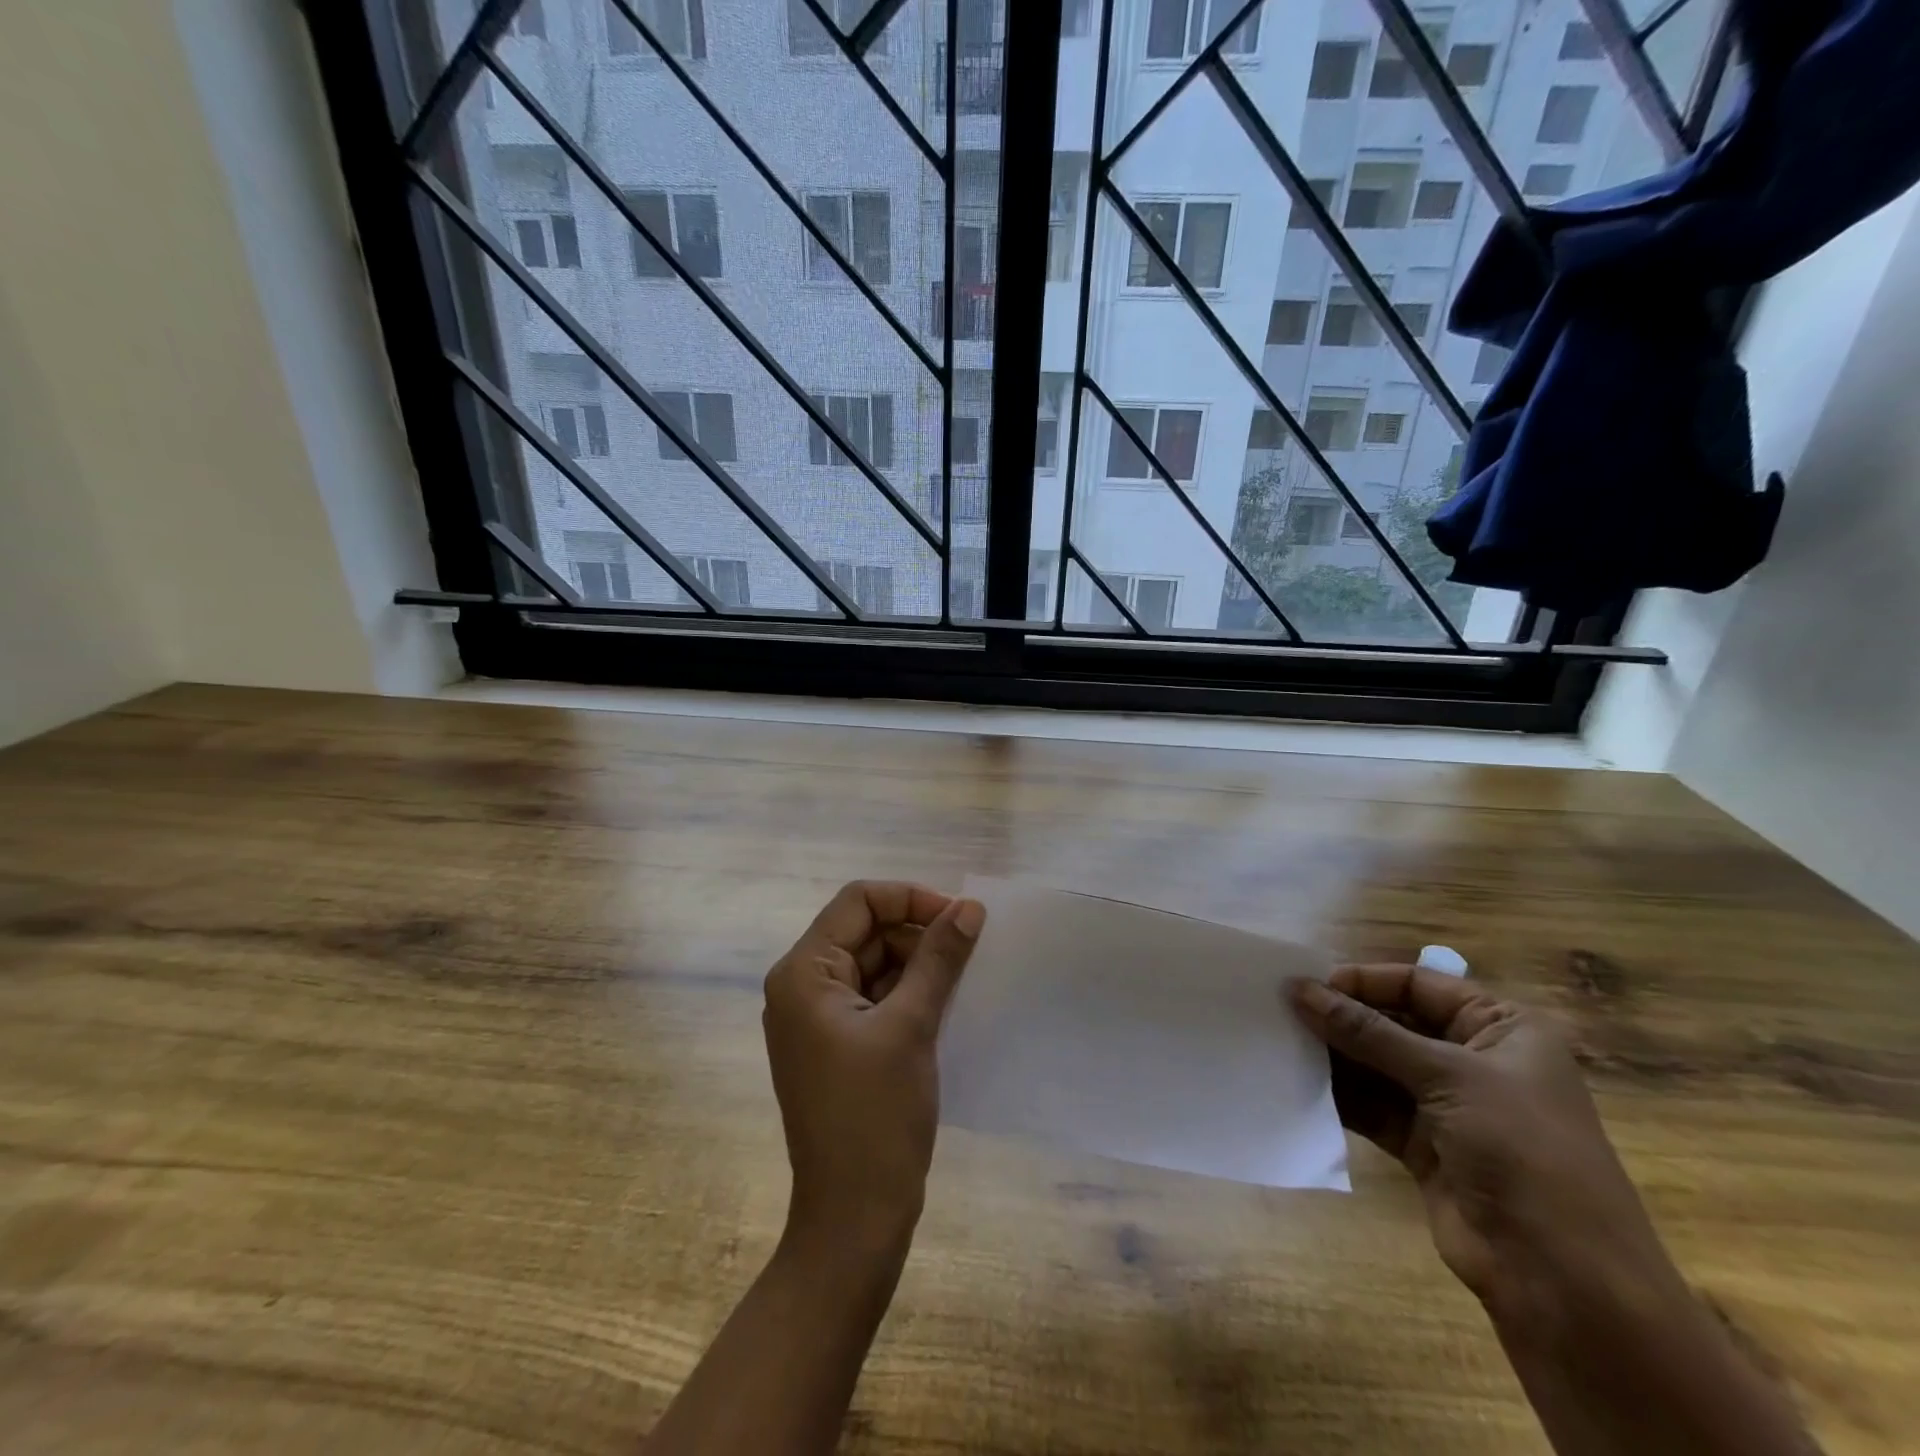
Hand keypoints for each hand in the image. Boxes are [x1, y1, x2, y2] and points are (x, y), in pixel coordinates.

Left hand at [762, 882, 984, 1257]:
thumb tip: (971, 906)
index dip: (910, 898)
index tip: (960, 917)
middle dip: (918, 934)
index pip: (858, 902)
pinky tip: (947, 1005)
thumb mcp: (912, 1026)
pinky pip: (875, 998)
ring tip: (965, 979)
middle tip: (971, 953)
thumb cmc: (875, 1116)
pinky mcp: (837, 1045)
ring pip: (875, 964)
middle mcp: (802, 987)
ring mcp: (817, 1019)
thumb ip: (940, 958)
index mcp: (803, 973)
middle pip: (866, 931)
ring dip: (919, 964)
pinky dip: (909, 994)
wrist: (854, 1221)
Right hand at [1289, 966, 1679, 1320]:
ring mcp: (1447, 1105)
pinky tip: (1300, 1083)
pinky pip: (1372, 1105)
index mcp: (1502, 1029)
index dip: (1364, 981)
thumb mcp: (1448, 1076)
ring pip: (1376, 1064)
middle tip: (1282, 1012)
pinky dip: (1339, 1095)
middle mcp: (1474, 1059)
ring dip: (1335, 1056)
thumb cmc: (1523, 1152)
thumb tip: (1299, 989)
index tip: (1308, 985)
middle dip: (1342, 1018)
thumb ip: (1368, 1032)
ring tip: (1282, 1043)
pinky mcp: (1423, 1145)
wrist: (1565, 1281)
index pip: (1419, 985)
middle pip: (1393, 1023)